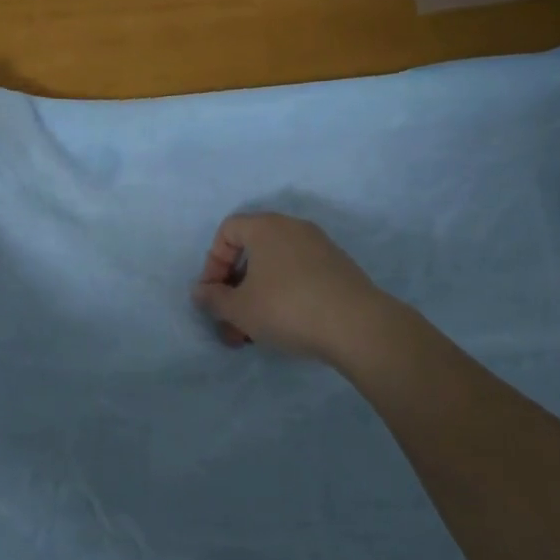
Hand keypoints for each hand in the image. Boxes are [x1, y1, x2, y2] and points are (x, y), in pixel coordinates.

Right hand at [191, 212, 389, 363]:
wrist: (359, 326)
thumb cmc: (288, 308)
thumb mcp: (240, 309)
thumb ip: (214, 299)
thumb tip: (201, 291)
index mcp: (266, 227)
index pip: (228, 230)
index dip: (213, 261)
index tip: (214, 293)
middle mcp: (293, 228)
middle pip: (252, 250)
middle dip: (235, 287)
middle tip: (231, 321)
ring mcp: (320, 247)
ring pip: (276, 267)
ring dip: (258, 296)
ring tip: (255, 333)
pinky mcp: (340, 268)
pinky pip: (299, 275)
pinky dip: (284, 295)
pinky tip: (285, 327)